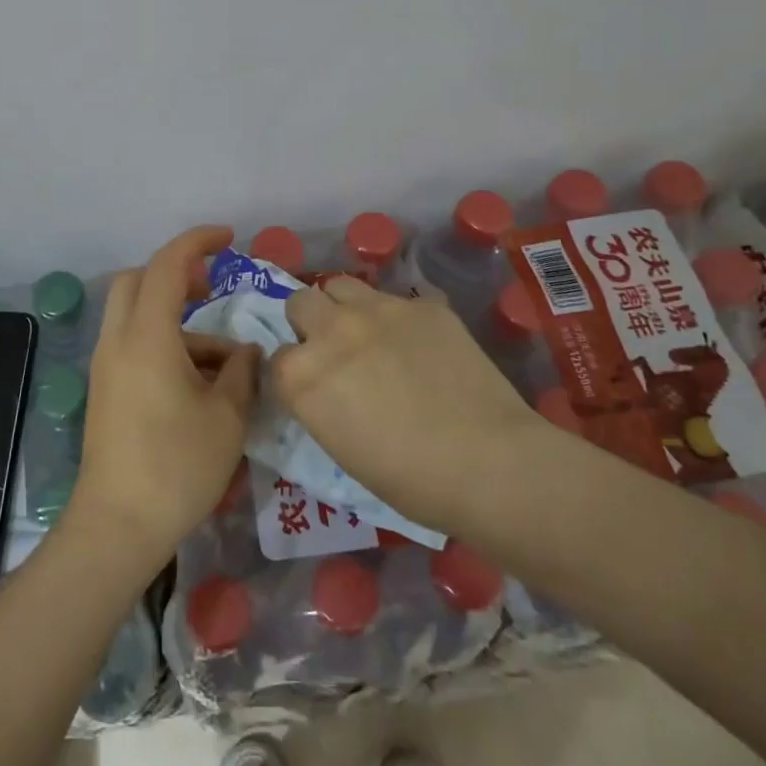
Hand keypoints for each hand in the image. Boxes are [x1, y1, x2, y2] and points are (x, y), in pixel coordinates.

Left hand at [64, 226, 260, 569]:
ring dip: (177, 320)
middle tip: (213, 289)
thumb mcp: (227, 417)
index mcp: (147, 336)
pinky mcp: (106, 390)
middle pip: (138, 280)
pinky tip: (200, 385)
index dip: (198, 242)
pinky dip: (165, 345)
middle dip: (176, 273)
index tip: (229, 239)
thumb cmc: (177, 467)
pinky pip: (133, 344)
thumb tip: (246, 352)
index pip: (168, 265)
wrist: (118, 525)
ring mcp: (107, 366)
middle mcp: (119, 341)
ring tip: (225, 362)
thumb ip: (242, 373)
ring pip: (135, 315)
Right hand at [271, 276, 544, 537]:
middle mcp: (331, 331)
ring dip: (345, 307)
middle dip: (309, 324)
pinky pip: (397, 300)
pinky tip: (422, 346)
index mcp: (301, 376)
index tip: (313, 388)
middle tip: (336, 352)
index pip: (276, 359)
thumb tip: (328, 389)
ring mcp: (378, 309)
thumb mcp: (341, 449)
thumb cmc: (410, 480)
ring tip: (369, 334)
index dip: (293, 374)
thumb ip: (321, 404)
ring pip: (341, 285)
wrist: (489, 463)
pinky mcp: (422, 304)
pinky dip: (398, 320)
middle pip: (300, 303)